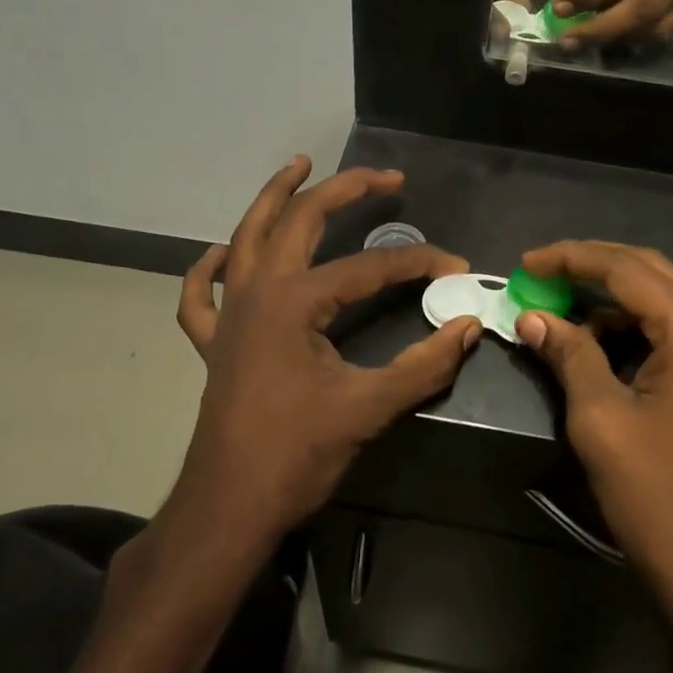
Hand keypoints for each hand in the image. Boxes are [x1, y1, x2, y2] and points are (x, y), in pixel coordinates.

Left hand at [172, 156, 482, 546]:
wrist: (229, 507)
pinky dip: (210, 269)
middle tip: (384, 176)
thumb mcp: (369, 408)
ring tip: (298, 165)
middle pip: (300, 220)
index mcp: (294, 301)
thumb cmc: (296, 454)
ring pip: (246, 237)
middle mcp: (257, 291)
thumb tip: (470, 326)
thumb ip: (424, 364)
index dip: (417, 264)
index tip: (456, 268)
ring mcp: (229, 315)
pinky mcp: (214, 343)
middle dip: (344, 190)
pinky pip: (202, 295)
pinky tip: (223, 253)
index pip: (369, 268)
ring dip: (272, 198)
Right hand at [513, 241, 672, 638]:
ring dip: (611, 302)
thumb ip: (568, 354)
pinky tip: (596, 348)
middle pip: (650, 273)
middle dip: (591, 269)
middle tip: (540, 276)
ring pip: (662, 302)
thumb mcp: (600, 419)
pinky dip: (633, 331)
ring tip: (559, 314)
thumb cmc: (657, 497)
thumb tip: (532, 317)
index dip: (571, 259)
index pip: (627, 269)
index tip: (526, 264)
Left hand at [551, 0, 672, 47]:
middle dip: (600, 28)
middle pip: (642, 8)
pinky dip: (633, 42)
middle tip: (568, 41)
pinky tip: (612, 40)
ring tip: (585, 41)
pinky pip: (662, 38)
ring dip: (614, 40)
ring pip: (652, 30)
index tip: (559, 8)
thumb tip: (567, 4)